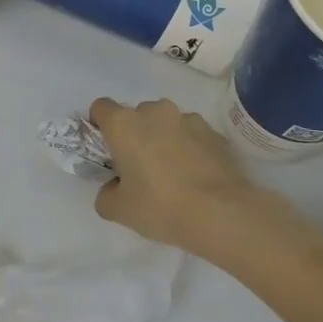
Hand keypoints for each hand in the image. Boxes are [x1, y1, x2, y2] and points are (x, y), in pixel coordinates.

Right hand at [88, 97, 261, 251]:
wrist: (222, 213)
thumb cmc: (161, 206)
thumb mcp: (119, 210)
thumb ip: (106, 194)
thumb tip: (113, 187)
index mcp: (124, 124)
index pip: (100, 108)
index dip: (99, 126)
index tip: (106, 150)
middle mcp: (153, 111)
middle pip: (135, 115)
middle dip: (135, 134)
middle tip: (140, 167)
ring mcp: (187, 118)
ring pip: (166, 122)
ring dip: (163, 138)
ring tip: (173, 172)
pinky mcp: (213, 132)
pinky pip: (192, 134)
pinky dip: (189, 147)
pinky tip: (196, 175)